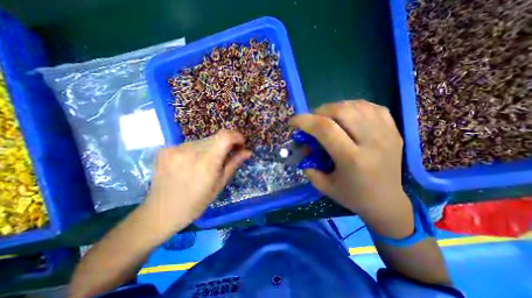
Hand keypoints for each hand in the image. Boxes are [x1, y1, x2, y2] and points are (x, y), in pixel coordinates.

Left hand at [144, 130, 251, 235]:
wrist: (161, 212)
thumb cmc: (196, 202)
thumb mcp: (219, 184)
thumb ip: (233, 163)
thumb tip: (248, 151)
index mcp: (206, 162)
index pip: (225, 136)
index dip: (236, 136)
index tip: (240, 144)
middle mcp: (189, 151)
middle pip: (215, 138)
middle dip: (224, 145)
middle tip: (225, 156)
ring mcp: (175, 149)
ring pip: (202, 141)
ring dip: (210, 148)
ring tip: (206, 163)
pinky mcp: (165, 149)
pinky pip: (189, 144)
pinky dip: (196, 151)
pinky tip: (191, 164)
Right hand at [290, 100, 410, 236]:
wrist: (387, 201)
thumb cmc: (353, 196)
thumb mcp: (323, 185)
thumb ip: (309, 165)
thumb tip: (304, 146)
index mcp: (352, 159)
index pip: (325, 129)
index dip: (305, 120)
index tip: (293, 121)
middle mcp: (372, 142)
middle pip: (342, 111)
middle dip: (320, 111)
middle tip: (313, 120)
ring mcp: (386, 133)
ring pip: (356, 106)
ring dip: (335, 108)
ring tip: (328, 118)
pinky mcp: (394, 130)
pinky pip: (371, 107)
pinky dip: (354, 107)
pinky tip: (348, 116)